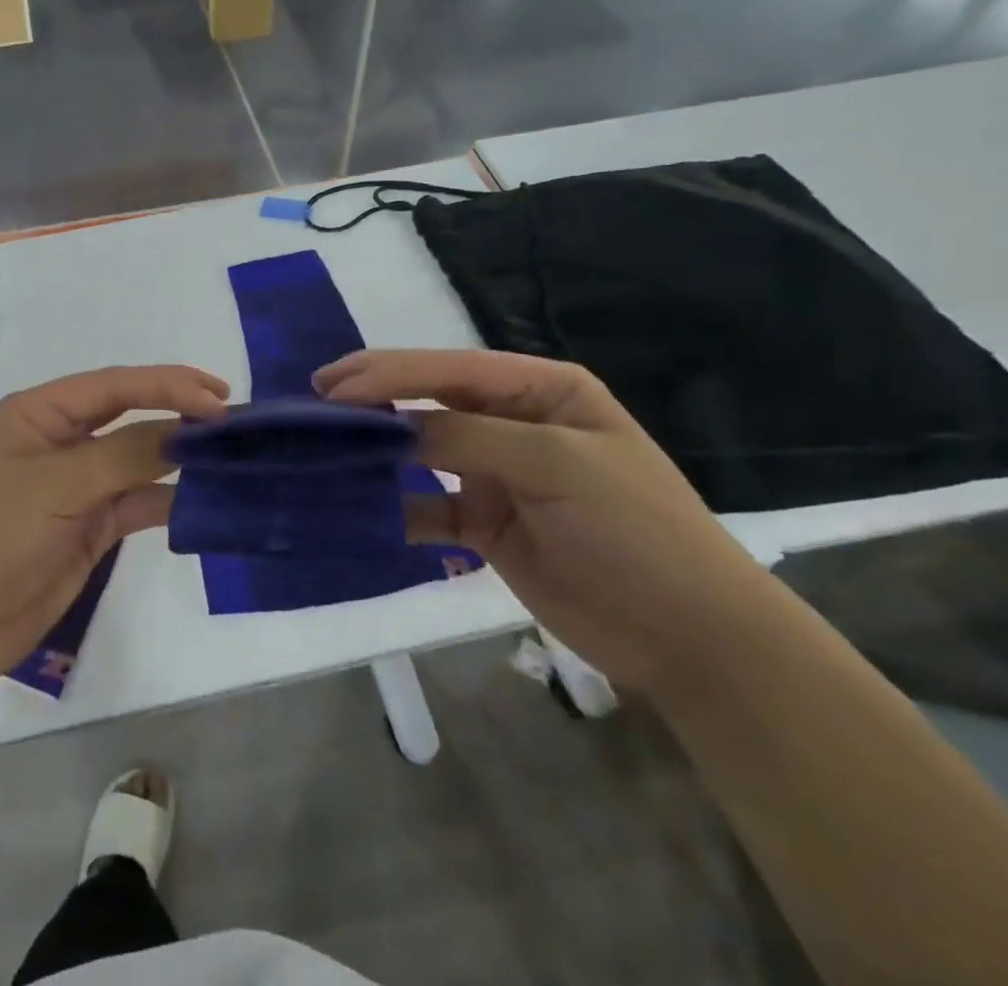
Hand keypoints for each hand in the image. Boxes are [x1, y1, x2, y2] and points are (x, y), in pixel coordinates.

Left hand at [0, 365, 228, 685]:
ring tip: (230, 453)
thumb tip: (189, 431)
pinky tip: (202, 499)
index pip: (114, 386)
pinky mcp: (88, 526)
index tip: (218, 399)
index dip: (167, 385)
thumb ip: (127, 455)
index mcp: (39, 412)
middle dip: (178, 413)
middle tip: (233, 417)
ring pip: (137, 459)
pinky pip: (136, 502)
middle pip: (129, 415)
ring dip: (178, 457)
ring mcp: (75, 485)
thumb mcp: (59, 485)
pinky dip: (167, 500)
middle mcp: (59, 440)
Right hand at [316, 349, 777, 691]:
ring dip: (376, 449)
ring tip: (323, 447)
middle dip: (373, 400)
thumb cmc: (634, 529)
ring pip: (421, 450)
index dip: (389, 372)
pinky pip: (427, 506)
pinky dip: (394, 507)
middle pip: (429, 401)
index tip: (333, 385)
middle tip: (314, 402)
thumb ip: (466, 436)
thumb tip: (386, 426)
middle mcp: (513, 422)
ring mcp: (497, 473)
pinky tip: (359, 509)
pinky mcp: (487, 522)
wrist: (692, 638)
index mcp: (540, 390)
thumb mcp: (555, 464)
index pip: (451, 368)